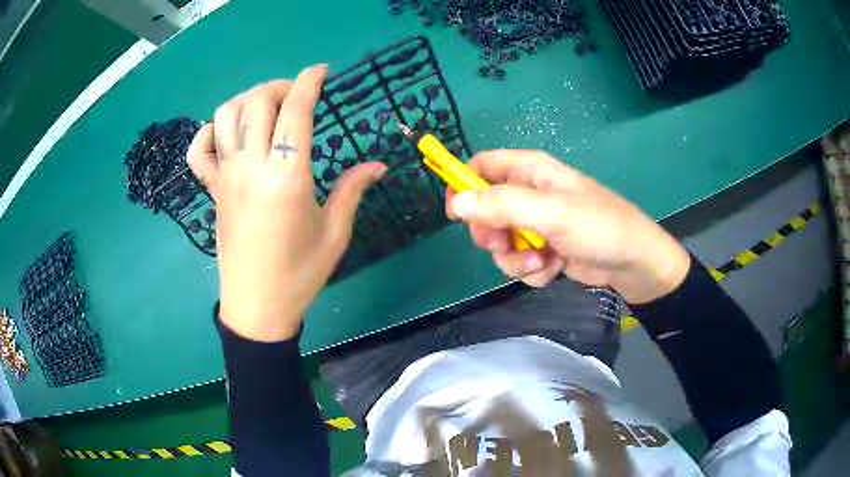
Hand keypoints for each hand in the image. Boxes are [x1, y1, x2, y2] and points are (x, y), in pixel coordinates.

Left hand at [187, 65, 386, 341]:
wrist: (257, 307)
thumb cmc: (299, 274)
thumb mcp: (334, 233)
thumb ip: (352, 189)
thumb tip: (378, 164)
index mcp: (287, 177)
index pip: (295, 111)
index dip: (309, 82)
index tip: (321, 71)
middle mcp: (251, 168)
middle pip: (257, 102)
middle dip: (280, 86)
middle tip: (297, 94)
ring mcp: (226, 177)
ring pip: (225, 116)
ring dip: (247, 99)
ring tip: (266, 106)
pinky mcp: (212, 191)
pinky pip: (199, 151)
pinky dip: (208, 132)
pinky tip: (225, 133)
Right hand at [447, 150, 689, 303]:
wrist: (631, 262)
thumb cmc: (597, 226)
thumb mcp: (550, 212)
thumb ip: (503, 205)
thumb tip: (458, 203)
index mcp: (530, 171)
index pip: (483, 166)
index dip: (464, 185)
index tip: (457, 214)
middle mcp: (529, 194)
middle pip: (485, 209)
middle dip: (492, 234)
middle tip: (503, 244)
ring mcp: (536, 224)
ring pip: (501, 242)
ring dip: (515, 258)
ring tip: (541, 261)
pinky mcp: (544, 249)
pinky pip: (519, 260)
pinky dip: (532, 269)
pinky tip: (553, 269)